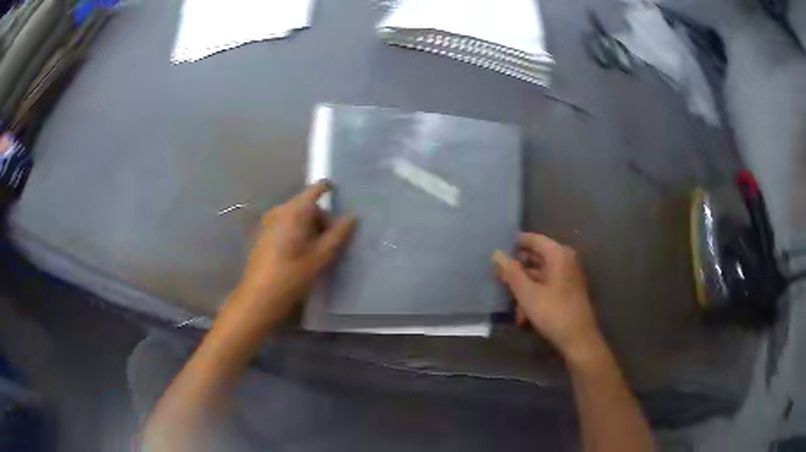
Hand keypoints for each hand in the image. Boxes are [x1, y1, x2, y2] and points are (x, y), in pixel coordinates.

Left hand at [228, 180, 355, 324]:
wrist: (258, 297)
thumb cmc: (292, 275)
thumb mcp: (321, 256)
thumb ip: (338, 234)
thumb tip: (352, 217)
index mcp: (295, 211)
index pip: (315, 189)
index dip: (328, 189)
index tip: (339, 195)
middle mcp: (279, 210)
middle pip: (305, 205)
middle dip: (320, 218)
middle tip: (331, 240)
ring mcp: (268, 222)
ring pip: (295, 216)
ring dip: (308, 227)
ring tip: (316, 250)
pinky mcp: (262, 235)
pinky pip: (284, 225)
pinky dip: (295, 232)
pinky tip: (299, 254)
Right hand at [493, 233, 602, 361]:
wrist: (578, 339)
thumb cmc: (553, 313)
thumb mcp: (527, 293)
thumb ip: (511, 272)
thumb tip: (496, 254)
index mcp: (558, 254)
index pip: (533, 239)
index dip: (514, 243)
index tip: (496, 250)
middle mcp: (565, 261)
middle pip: (536, 257)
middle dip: (516, 269)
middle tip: (497, 277)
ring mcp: (567, 277)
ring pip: (539, 274)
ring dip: (523, 287)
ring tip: (509, 302)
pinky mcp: (567, 292)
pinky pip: (546, 286)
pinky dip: (533, 296)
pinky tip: (523, 315)